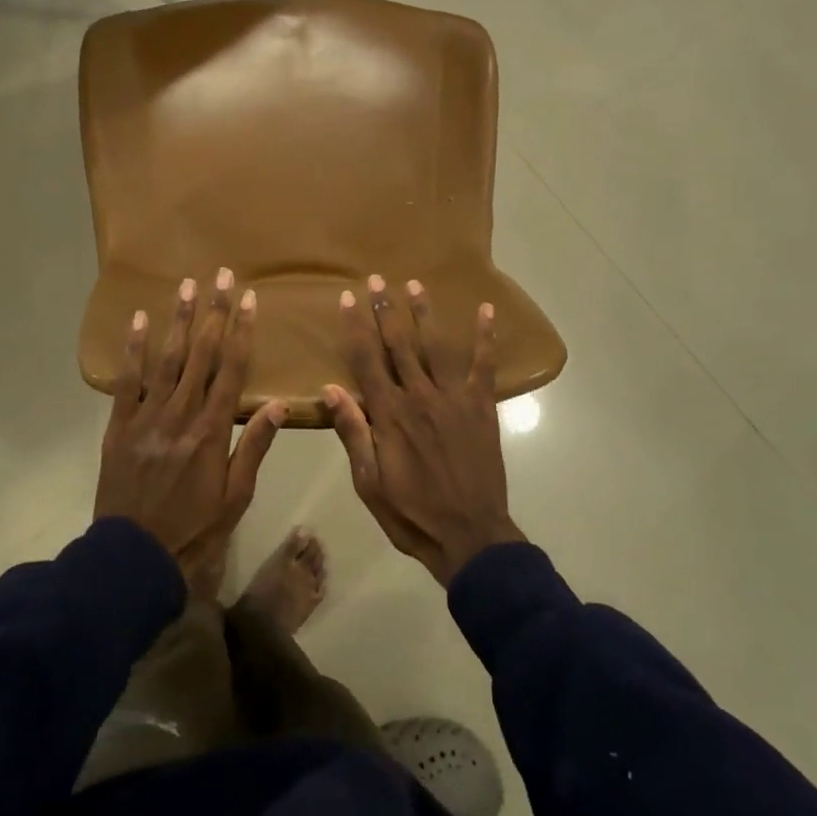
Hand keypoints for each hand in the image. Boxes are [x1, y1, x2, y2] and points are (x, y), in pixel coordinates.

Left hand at [94, 269, 287, 587]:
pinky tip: (139, 320)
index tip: (249, 300)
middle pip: (202, 354)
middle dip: (214, 312)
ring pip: (167, 359)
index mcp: (212, 431)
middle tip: (221, 276)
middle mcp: (181, 415)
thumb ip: (254, 447)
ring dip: (180, 320)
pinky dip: (133, 349)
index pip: (232, 370)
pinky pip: (127, 381)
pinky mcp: (119, 425)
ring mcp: (147, 417)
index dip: (242, 332)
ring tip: (187, 286)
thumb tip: (280, 405)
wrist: (133, 558)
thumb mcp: (236, 497)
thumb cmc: (194, 529)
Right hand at [324, 275, 525, 585]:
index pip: (366, 361)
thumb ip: (353, 433)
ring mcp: (454, 398)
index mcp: (389, 414)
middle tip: (377, 279)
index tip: (348, 298)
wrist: (470, 536)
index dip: (356, 327)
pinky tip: (486, 311)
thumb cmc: (412, 513)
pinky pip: (484, 365)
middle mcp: (420, 396)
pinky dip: (486, 337)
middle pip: (399, 344)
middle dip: (386, 309)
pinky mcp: (481, 406)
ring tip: (414, 284)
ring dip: (424, 313)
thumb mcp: (369, 482)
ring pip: (436, 346)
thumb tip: (330, 389)